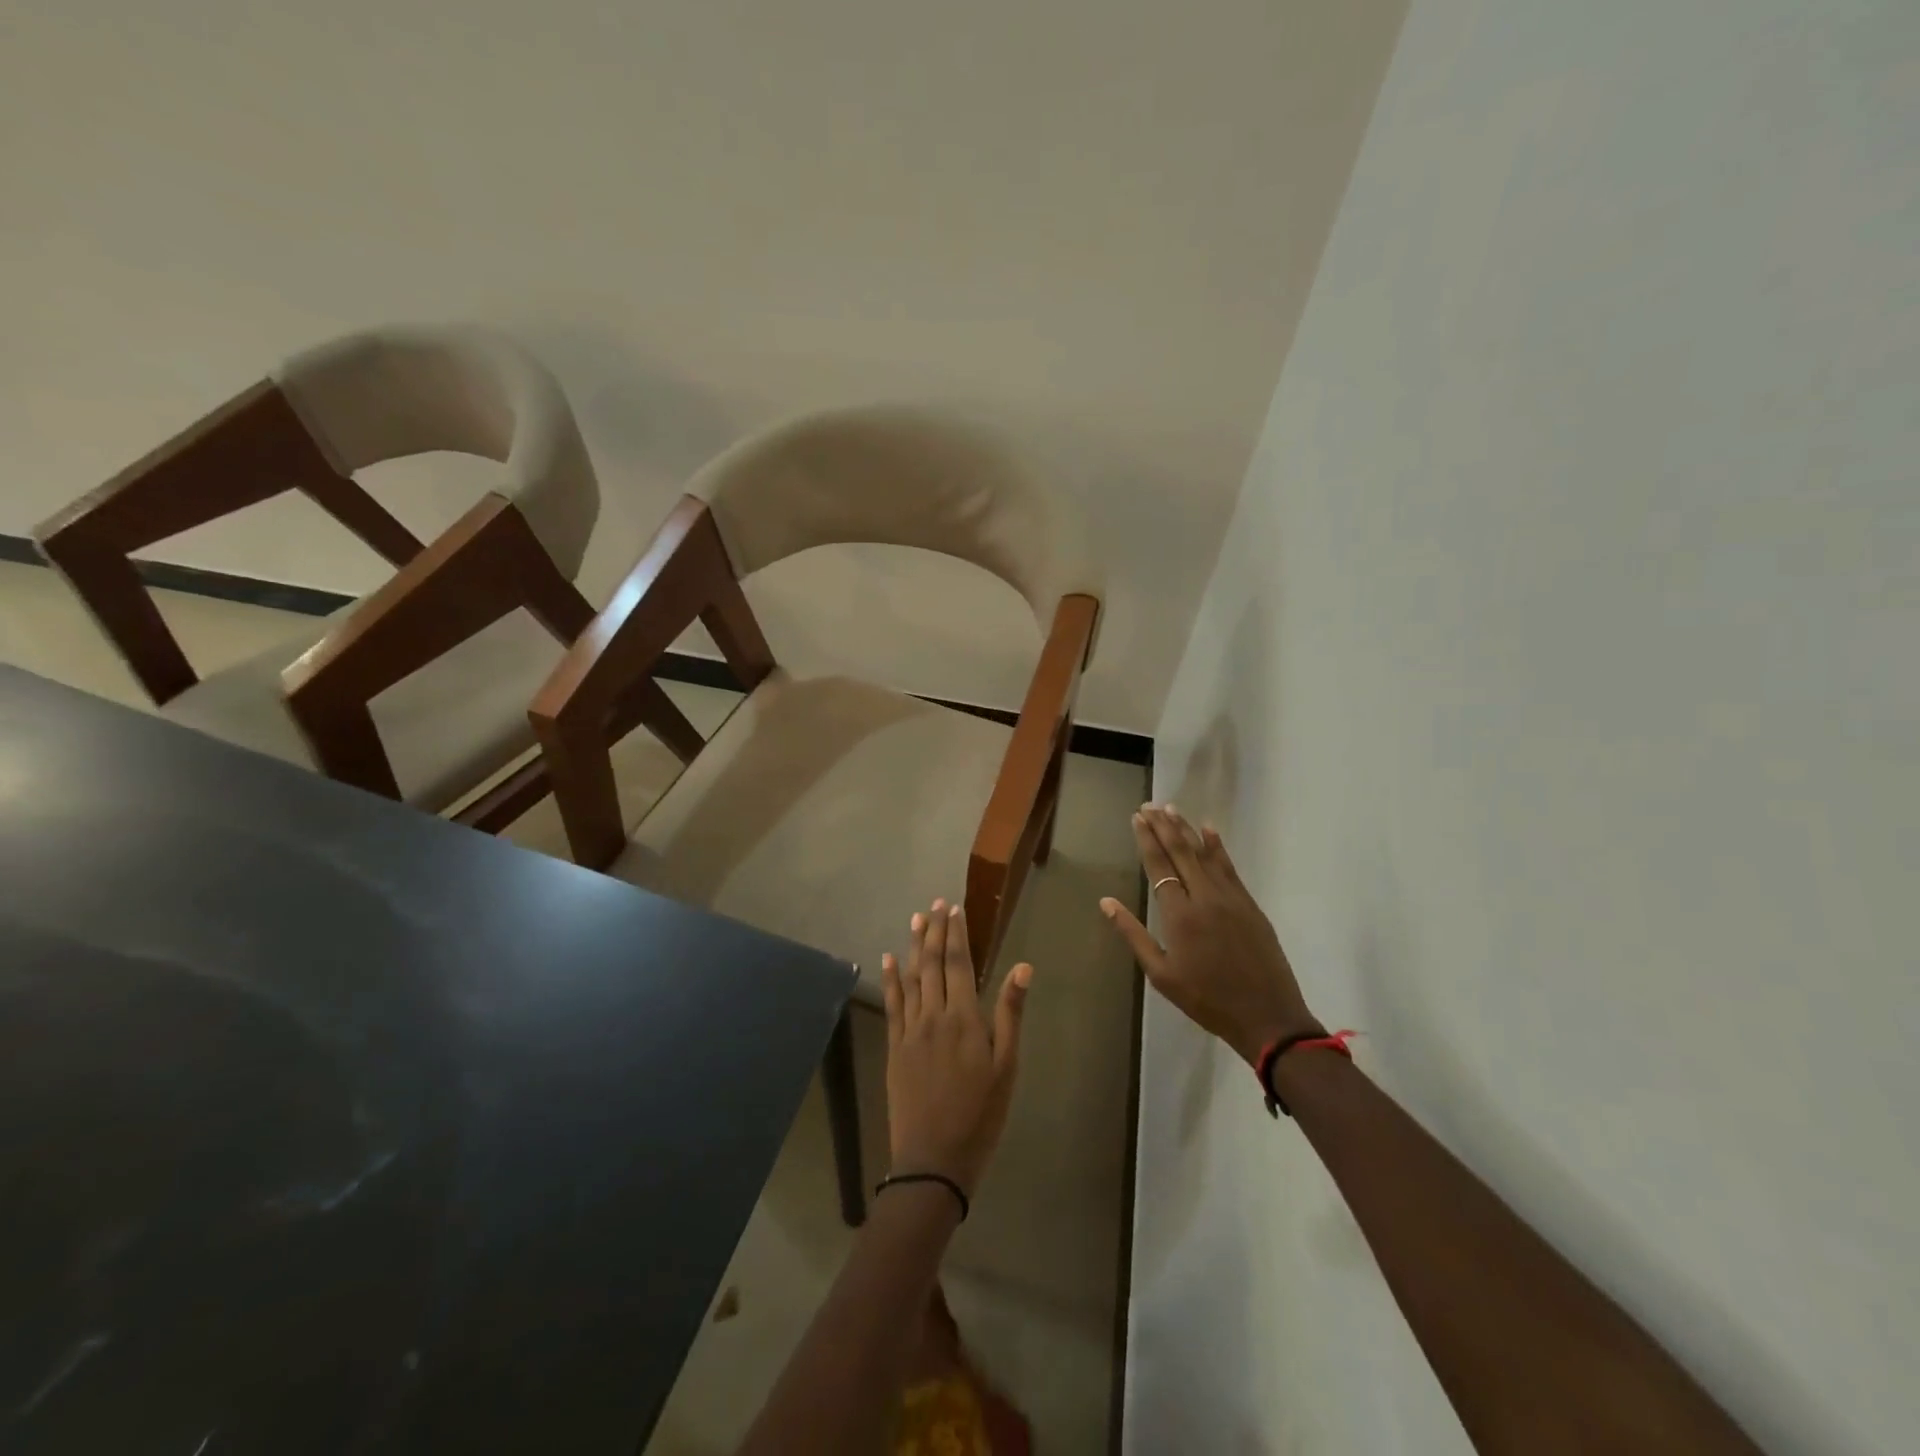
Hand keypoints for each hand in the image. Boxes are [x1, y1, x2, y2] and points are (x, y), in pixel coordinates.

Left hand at [881, 900, 1030, 1196]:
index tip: (954, 908)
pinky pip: (892, 1004)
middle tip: (935, 904)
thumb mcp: (1007, 1068)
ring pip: (911, 978)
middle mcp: (934, 1016)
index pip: (959, 964)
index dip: (956, 934)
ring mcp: (910, 1030)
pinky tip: (888, 959)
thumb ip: (1011, 1014)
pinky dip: (891, 978)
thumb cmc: (981, 1115)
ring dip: (913, 946)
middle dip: (934, 931)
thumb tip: (1023, 967)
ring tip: (916, 919)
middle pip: (933, 964)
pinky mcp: (894, 1047)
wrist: (934, 1160)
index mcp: (965, 1018)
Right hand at [1101, 805, 1319, 1066]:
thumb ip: (1133, 934)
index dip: (1147, 839)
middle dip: (1163, 826)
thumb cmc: (1206, 999)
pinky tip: (1209, 830)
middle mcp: (1204, 897)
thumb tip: (1105, 902)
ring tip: (1171, 809)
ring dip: (1186, 829)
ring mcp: (1230, 898)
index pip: (1159, 865)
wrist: (1267, 1016)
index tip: (1137, 817)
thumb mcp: (1161, 974)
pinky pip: (1229, 867)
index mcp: (1179, 915)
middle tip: (1149, 805)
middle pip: (1181, 852)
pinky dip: (1217, 846)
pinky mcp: (1249, 904)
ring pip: (1204, 854)